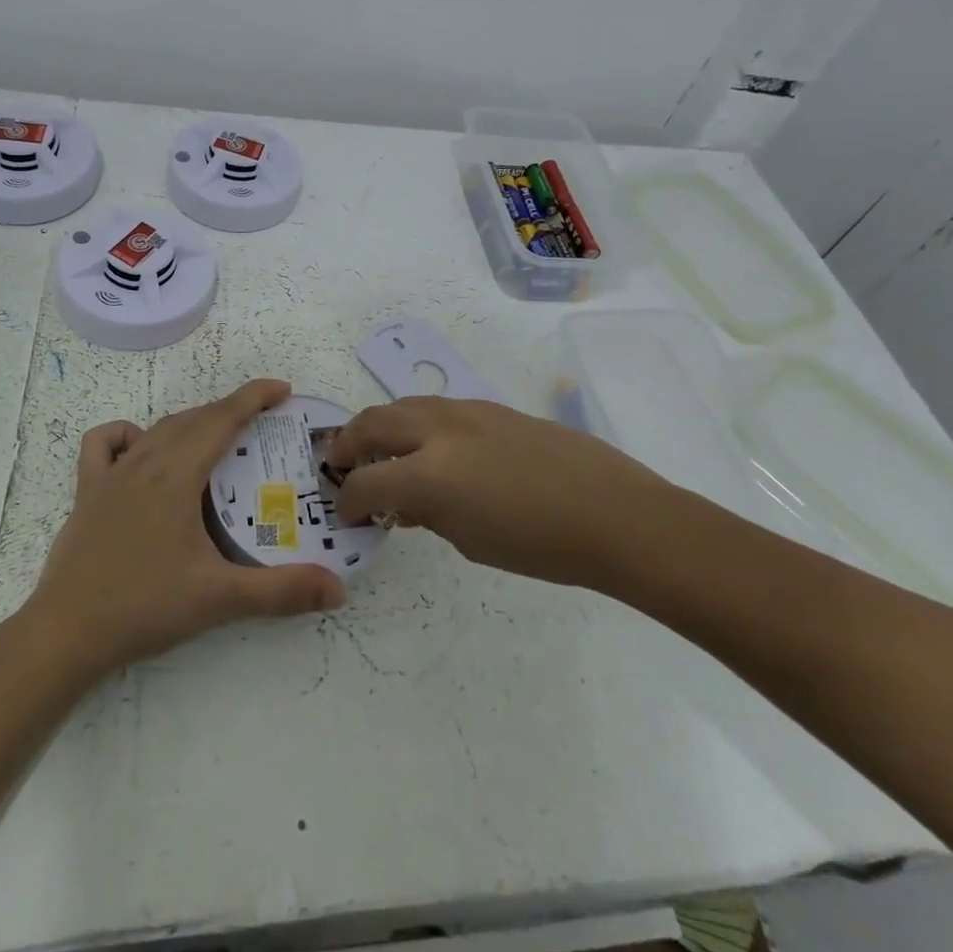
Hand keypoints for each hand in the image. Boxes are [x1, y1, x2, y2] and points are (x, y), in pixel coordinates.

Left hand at [28, 379, 346, 675]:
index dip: (254, 397)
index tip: (284, 390)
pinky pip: (105, 444)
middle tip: (263, 422)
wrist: (65, 633)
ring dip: (192, 422)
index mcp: (177, 475)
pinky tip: (142, 452)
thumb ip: (281, 592)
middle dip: (231, 410)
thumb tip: (339, 590)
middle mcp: (145, 462)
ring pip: (158, 428)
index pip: (222, 419)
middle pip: (194, 419)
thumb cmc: (144, 606)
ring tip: (217, 437)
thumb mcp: (219, 598)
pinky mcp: (87, 492)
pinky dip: (129, 435)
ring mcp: (111, 475)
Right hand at [325, 397, 667, 588]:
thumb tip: (402, 502)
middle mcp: (439, 431)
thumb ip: (426, 514)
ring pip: (403, 405)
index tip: (346, 512)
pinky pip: (436, 408)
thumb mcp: (470, 541)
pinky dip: (416, 423)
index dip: (348, 499)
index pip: (366, 481)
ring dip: (381, 426)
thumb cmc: (541, 545)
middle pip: (373, 423)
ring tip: (379, 450)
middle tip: (341, 465)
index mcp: (430, 474)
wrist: (611, 513)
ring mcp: (466, 411)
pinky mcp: (490, 407)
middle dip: (349, 444)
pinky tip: (429, 448)